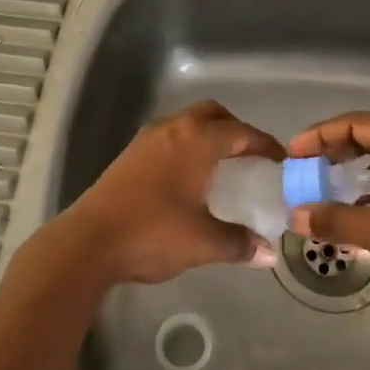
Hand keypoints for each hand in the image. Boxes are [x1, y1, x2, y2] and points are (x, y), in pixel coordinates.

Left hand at [55, 101, 283, 286]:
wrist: (89, 241)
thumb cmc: (153, 233)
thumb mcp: (203, 242)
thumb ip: (239, 243)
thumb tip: (268, 255)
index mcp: (197, 141)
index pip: (241, 132)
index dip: (264, 144)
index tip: (280, 159)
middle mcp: (174, 129)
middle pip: (212, 114)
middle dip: (235, 129)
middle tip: (250, 157)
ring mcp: (147, 138)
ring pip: (187, 122)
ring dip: (208, 135)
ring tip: (221, 166)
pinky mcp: (130, 154)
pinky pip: (170, 136)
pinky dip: (187, 146)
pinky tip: (188, 177)